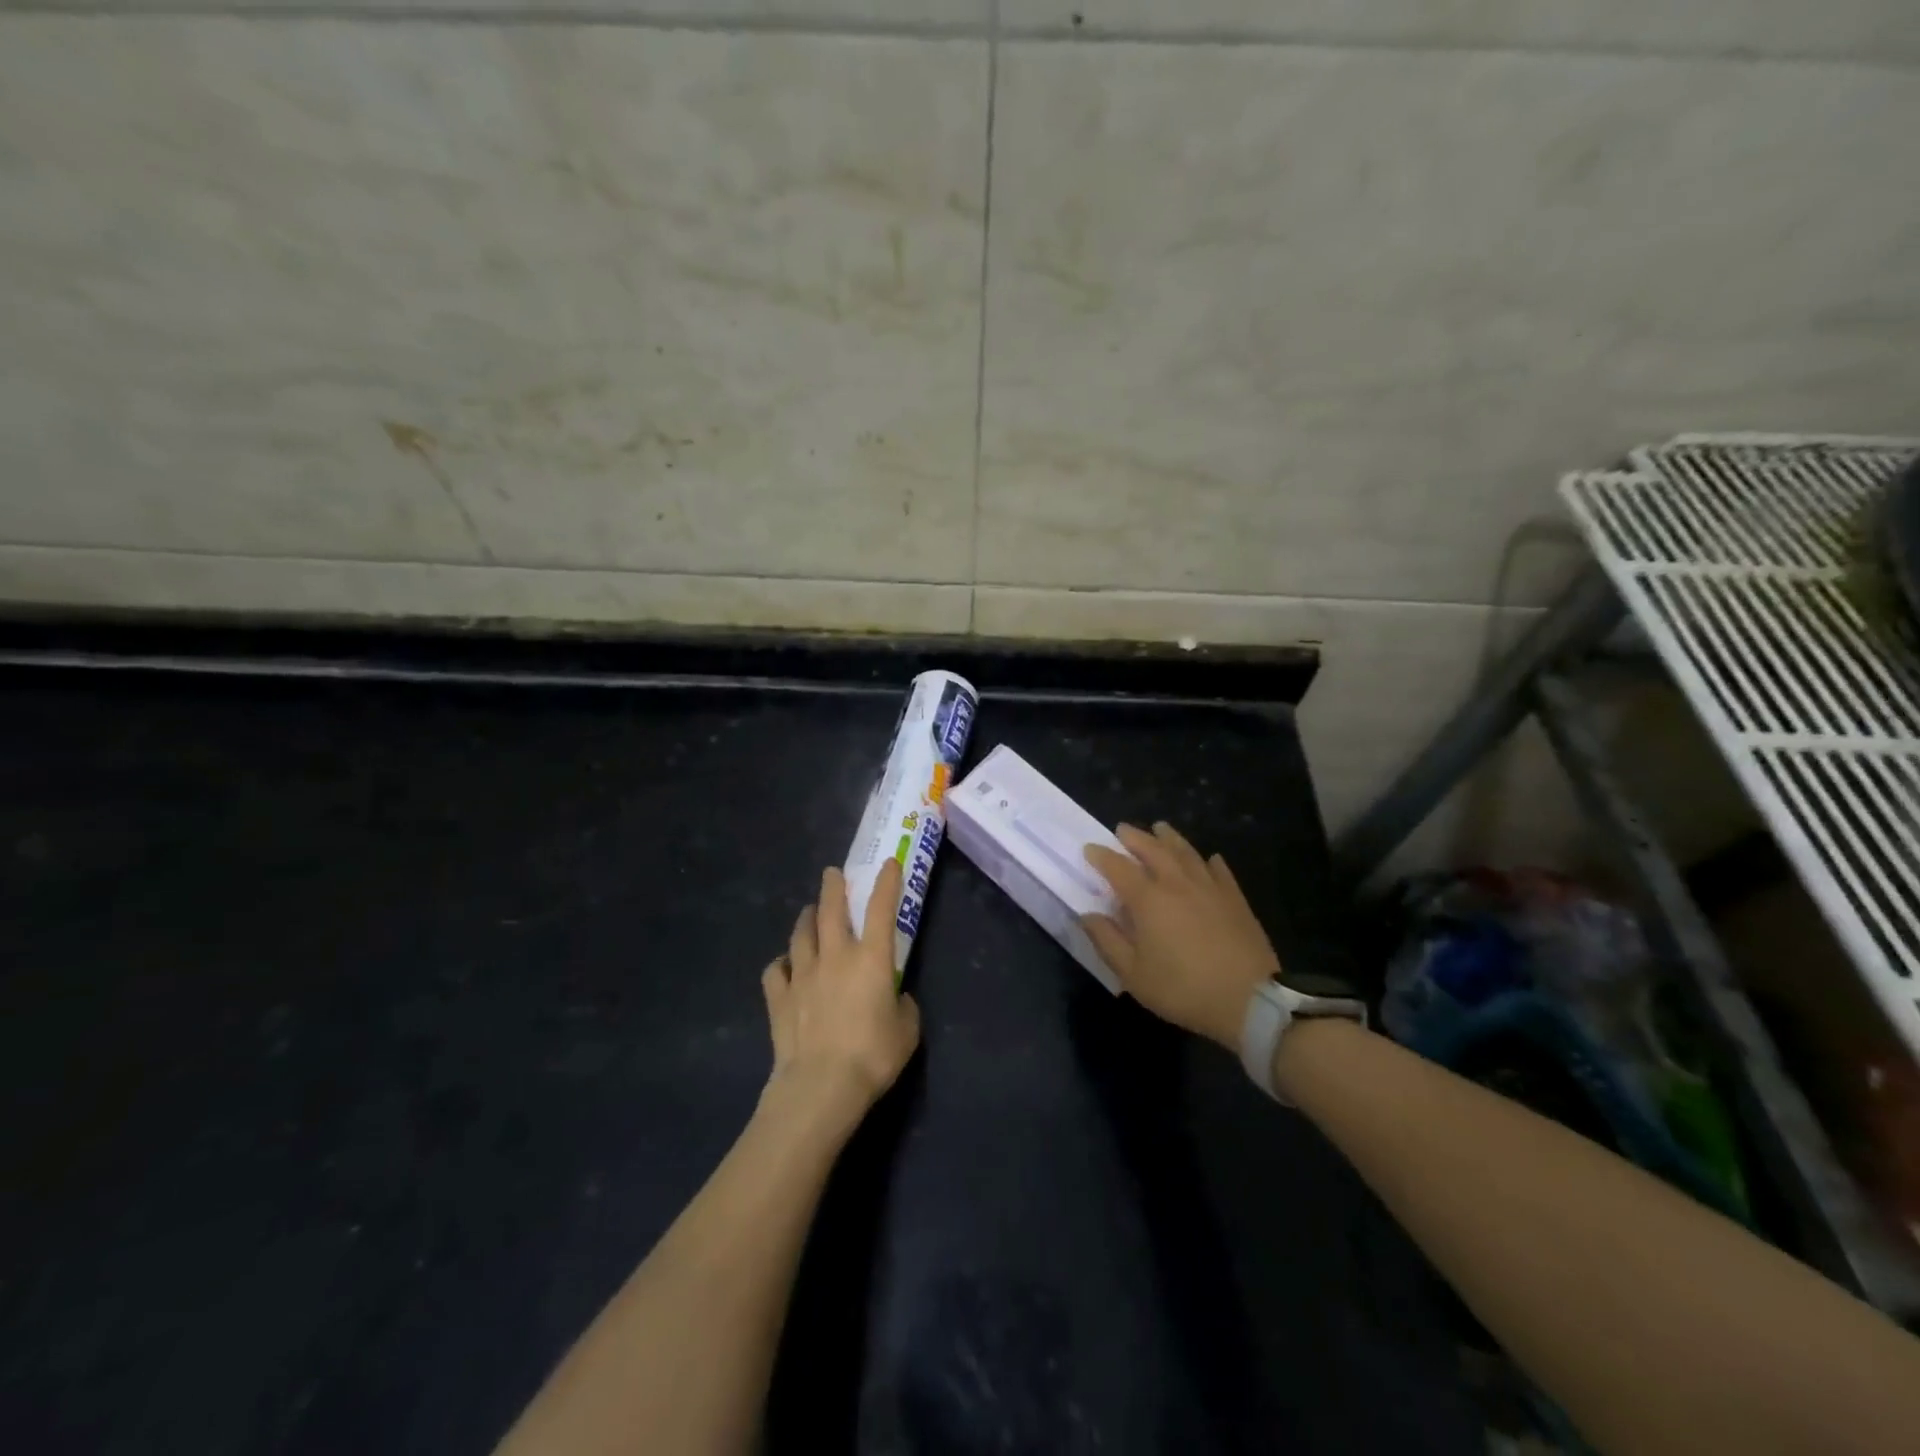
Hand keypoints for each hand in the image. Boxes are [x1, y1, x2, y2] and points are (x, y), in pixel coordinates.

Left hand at [761, 859, 921, 1127]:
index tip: (888, 863)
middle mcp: (835, 956)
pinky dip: (781, 963)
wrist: (821, 1085)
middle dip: (833, 888)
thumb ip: (903, 1006)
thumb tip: (894, 998)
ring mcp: (803, 975)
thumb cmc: (872, 1055)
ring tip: (810, 912)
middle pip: (831, 911)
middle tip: (831, 873)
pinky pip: (776, 971)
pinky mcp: (780, 998)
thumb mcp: (907, 1031)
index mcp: (870, 958)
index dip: (886, 883)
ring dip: (807, 919)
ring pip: (801, 935)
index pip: (881, 909)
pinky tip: (785, 965)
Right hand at [1082, 823, 1280, 1049]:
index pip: (1118, 867)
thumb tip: (1088, 915)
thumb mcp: (1133, 974)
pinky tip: (1209, 859)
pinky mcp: (1235, 899)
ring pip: (1186, 852)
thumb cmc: (1183, 989)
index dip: (1101, 856)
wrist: (1249, 1000)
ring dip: (1169, 838)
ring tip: (1160, 828)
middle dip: (1134, 837)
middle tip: (1122, 830)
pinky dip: (1209, 861)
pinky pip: (1219, 870)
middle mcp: (1177, 883)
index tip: (1089, 849)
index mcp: (1148, 899)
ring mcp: (1210, 887)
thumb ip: (1107, 941)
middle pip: (1153, 849)